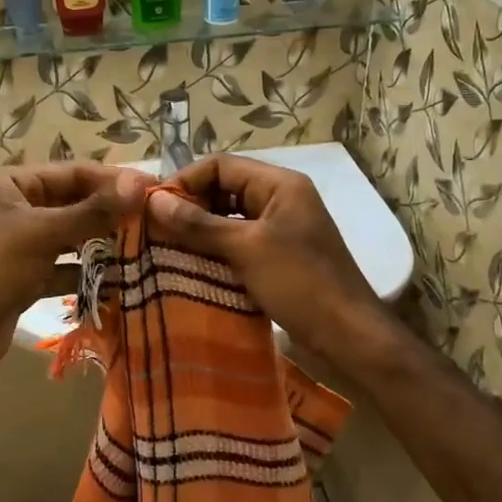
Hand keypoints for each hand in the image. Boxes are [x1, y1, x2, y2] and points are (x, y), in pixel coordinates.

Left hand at [0, 164, 147, 387]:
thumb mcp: (40, 234)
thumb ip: (92, 212)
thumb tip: (140, 184)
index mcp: (6, 183)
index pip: (71, 172)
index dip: (113, 180)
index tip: (155, 190)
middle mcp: (11, 208)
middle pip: (71, 204)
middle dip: (110, 214)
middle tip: (157, 222)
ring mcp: (16, 246)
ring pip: (68, 238)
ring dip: (102, 245)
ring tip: (147, 249)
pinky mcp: (21, 279)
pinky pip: (61, 269)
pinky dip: (85, 274)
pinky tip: (119, 281)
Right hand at [147, 155, 393, 380]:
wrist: (348, 336)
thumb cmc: (299, 283)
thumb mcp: (245, 249)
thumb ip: (198, 223)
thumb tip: (154, 201)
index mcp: (279, 184)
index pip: (221, 165)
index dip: (185, 181)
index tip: (152, 207)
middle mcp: (280, 199)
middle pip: (224, 189)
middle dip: (190, 206)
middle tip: (155, 230)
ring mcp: (281, 229)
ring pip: (229, 218)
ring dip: (200, 230)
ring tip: (166, 248)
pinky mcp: (278, 256)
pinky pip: (239, 243)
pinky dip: (215, 250)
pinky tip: (191, 266)